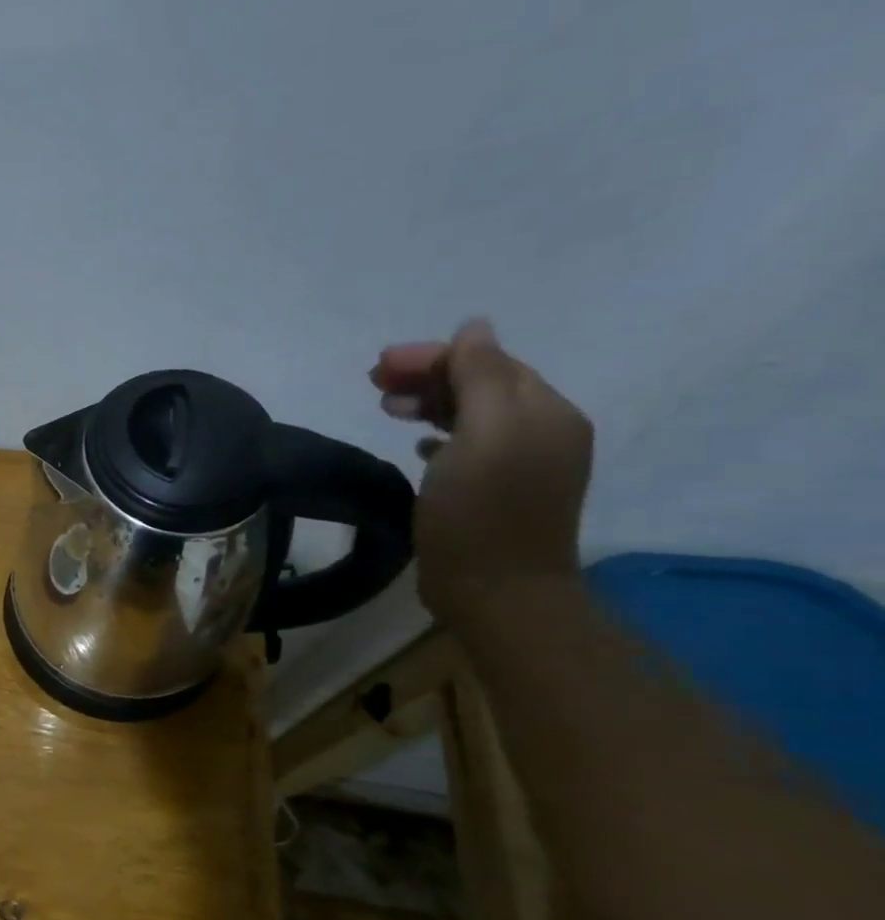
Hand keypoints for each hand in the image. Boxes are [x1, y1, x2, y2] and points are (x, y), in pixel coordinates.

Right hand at [371, 318, 592, 621]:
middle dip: (429, 377)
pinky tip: (418, 446)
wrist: (496, 591)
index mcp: (544, 412)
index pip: (489, 362)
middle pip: (482, 385)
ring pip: (472, 416)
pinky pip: (468, 448)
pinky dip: (441, 437)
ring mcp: (522, 464)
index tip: (380, 365)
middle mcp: (542, 431)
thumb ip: (480, 376)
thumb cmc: (482, 510)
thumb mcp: (483, 433)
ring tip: (388, 410)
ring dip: (430, 404)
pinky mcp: (498, 493)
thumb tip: (474, 327)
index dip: (434, 357)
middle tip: (374, 382)